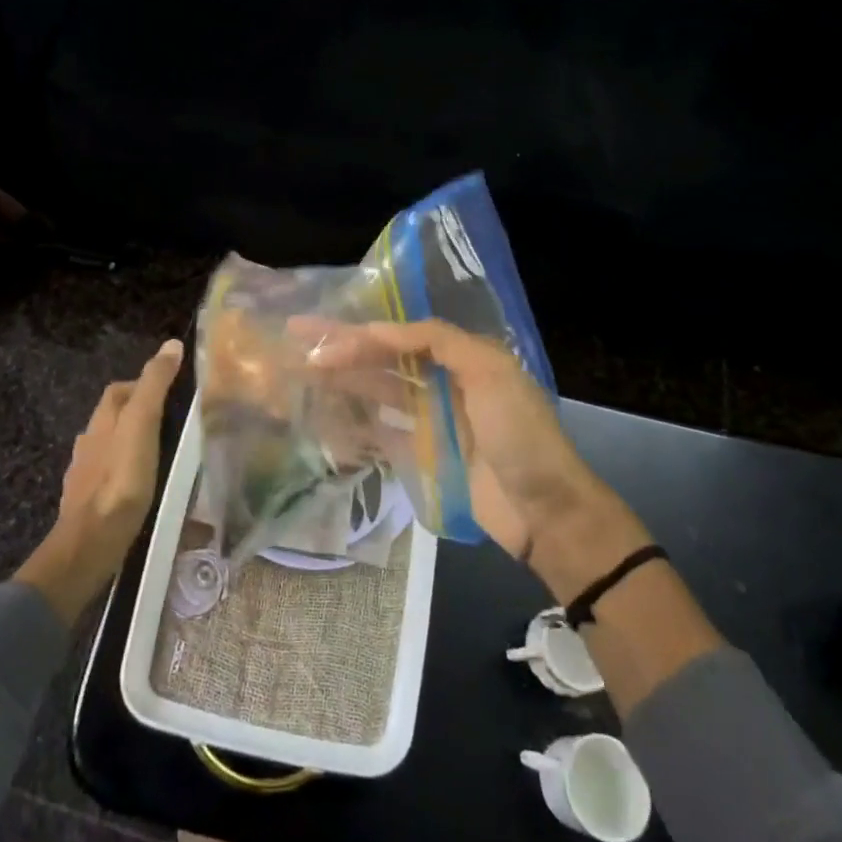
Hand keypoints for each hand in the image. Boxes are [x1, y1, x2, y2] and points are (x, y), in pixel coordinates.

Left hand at [16, 338, 184, 620]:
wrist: (90, 544)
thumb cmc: (120, 479)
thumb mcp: (142, 423)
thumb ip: (154, 385)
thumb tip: (171, 344)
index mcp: (101, 421)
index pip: (119, 390)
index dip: (142, 384)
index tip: (172, 391)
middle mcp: (88, 443)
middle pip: (113, 418)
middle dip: (138, 415)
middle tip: (173, 424)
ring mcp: (84, 477)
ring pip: (110, 449)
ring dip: (132, 446)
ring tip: (164, 456)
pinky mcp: (88, 506)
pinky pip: (109, 479)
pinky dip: (126, 475)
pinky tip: (143, 488)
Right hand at [294, 318, 650, 600]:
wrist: (545, 512)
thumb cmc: (519, 434)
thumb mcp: (490, 372)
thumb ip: (438, 341)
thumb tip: (380, 329)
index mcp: (461, 356)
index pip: (400, 335)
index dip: (360, 332)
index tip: (320, 335)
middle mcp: (442, 381)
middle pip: (383, 360)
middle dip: (342, 350)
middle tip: (296, 342)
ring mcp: (431, 420)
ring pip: (377, 392)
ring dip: (342, 380)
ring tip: (301, 372)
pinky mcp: (423, 455)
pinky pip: (382, 432)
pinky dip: (355, 422)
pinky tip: (324, 414)